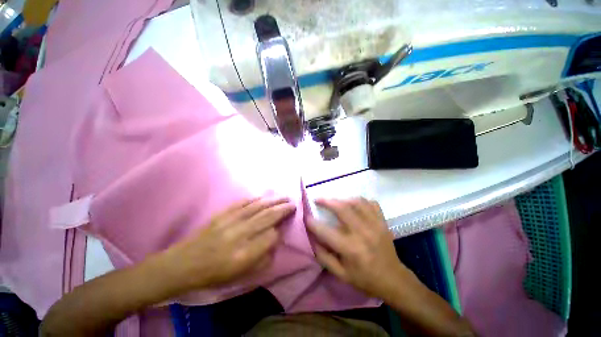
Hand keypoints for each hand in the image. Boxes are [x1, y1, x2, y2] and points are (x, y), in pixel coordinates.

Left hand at [162, 197, 295, 291]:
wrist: (182, 265)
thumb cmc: (213, 274)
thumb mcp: (240, 276)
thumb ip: (262, 258)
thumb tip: (274, 240)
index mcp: (245, 254)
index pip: (271, 236)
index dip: (280, 230)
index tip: (284, 227)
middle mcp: (240, 234)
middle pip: (267, 217)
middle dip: (283, 209)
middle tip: (293, 203)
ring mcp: (230, 221)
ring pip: (258, 207)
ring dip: (273, 201)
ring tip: (284, 197)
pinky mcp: (222, 214)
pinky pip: (243, 203)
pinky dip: (255, 199)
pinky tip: (263, 196)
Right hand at [307, 198, 411, 297]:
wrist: (393, 279)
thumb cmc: (364, 278)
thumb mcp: (340, 274)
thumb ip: (324, 256)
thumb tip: (312, 238)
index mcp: (350, 249)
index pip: (325, 231)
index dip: (312, 223)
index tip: (306, 217)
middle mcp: (362, 233)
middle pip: (342, 208)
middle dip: (327, 201)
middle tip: (318, 199)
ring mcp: (374, 225)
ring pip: (356, 202)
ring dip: (343, 199)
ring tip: (335, 201)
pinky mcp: (382, 222)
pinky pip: (371, 203)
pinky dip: (360, 200)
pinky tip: (354, 204)